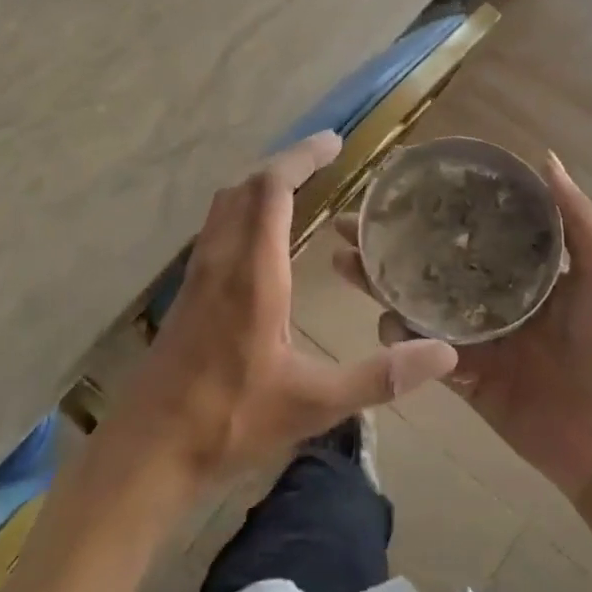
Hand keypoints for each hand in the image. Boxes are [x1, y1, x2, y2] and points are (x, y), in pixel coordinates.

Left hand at [104, 132, 459, 496]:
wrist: (148, 449)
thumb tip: (443, 352)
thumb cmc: (230, 421)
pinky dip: (243, 209)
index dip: (301, 158)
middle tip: (324, 159)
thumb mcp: (314, 404)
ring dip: (260, 184)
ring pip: (225, 205)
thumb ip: (379, 376)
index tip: (334, 142)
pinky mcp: (188, 291)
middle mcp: (221, 260)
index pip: (271, 191)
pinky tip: (261, 237)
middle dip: (285, 163)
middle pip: (246, 187)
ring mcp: (198, 273)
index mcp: (252, 273)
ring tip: (298, 186)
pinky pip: (216, 226)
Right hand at [336, 152, 591, 500]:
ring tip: (344, 260)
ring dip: (379, 282)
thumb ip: (576, 219)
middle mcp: (488, 295)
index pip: (467, 227)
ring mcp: (471, 335)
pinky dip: (398, 337)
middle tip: (349, 222)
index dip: (432, 205)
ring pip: (415, 301)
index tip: (395, 182)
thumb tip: (545, 157)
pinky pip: (421, 351)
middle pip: (429, 261)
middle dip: (388, 241)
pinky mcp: (461, 374)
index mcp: (520, 268)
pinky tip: (381, 319)